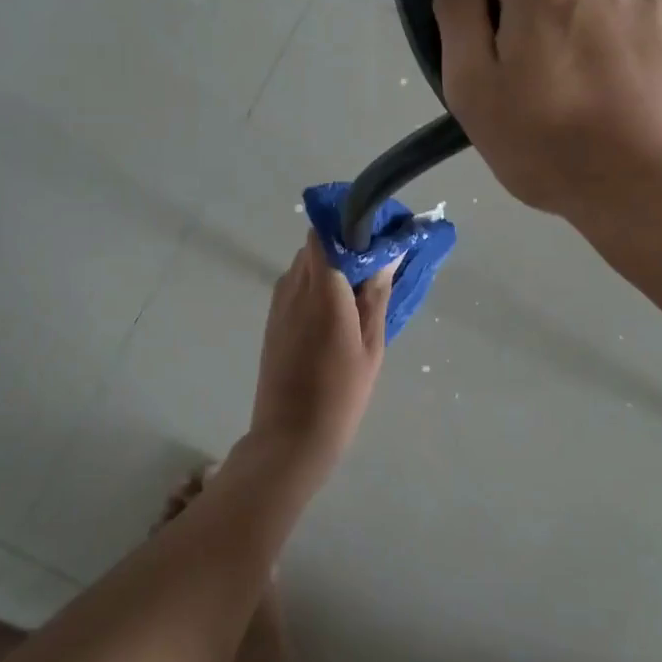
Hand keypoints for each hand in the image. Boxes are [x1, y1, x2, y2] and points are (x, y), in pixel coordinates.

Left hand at [248, 234, 393, 459]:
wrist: (290, 436)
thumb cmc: (341, 392)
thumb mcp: (370, 345)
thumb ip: (376, 296)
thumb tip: (388, 255)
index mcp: (322, 288)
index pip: (325, 231)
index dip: (348, 224)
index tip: (376, 233)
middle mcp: (294, 286)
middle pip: (316, 245)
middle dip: (344, 245)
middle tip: (376, 263)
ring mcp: (279, 303)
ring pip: (305, 265)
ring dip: (330, 266)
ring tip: (360, 288)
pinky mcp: (273, 320)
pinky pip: (296, 286)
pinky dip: (316, 285)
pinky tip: (338, 309)